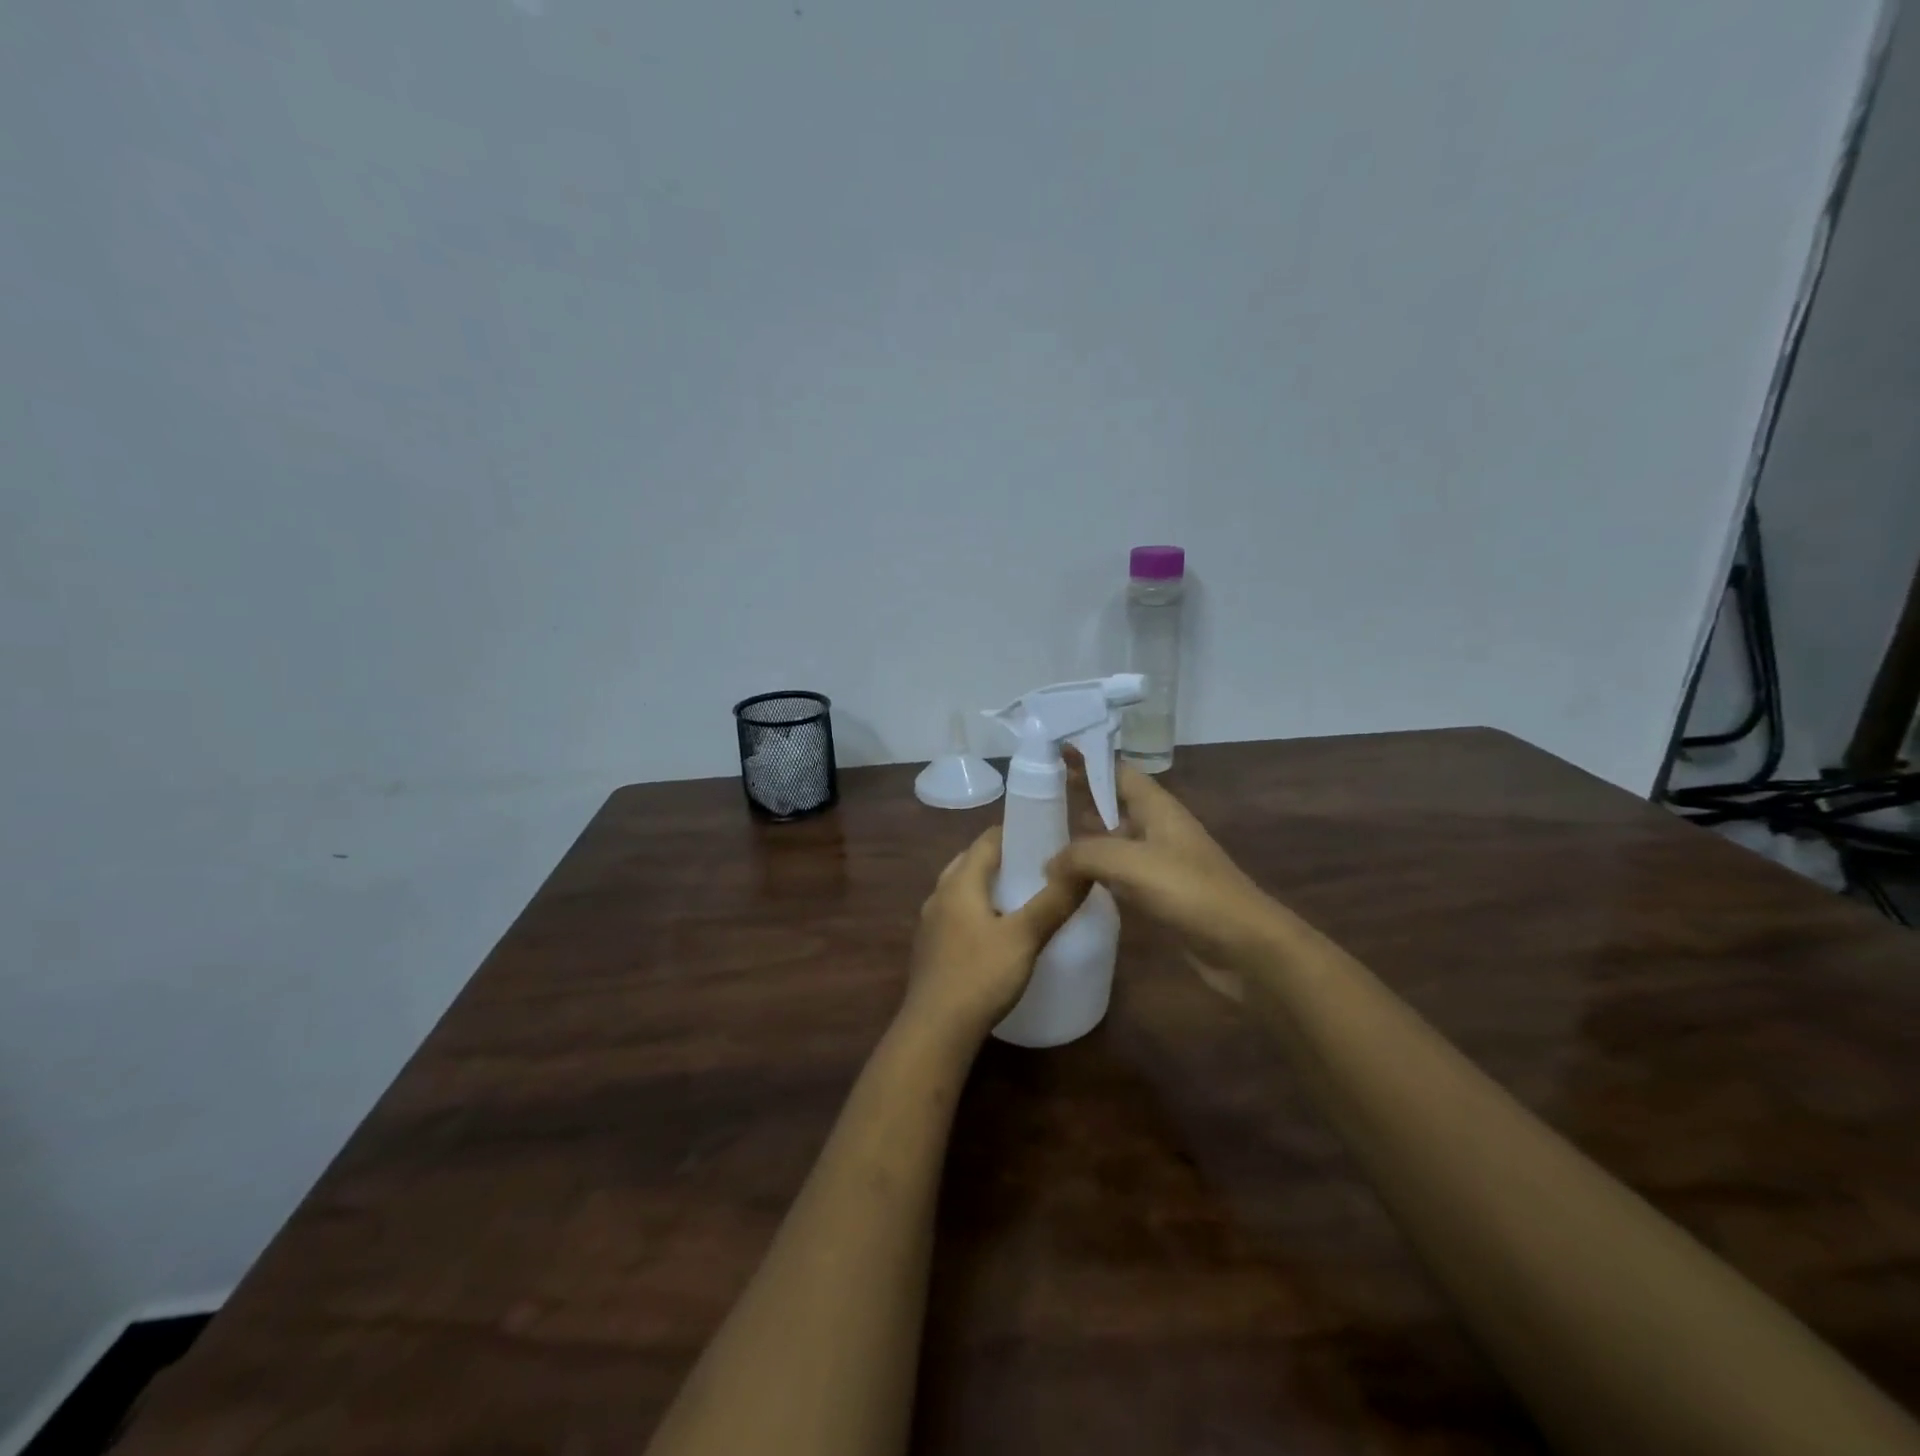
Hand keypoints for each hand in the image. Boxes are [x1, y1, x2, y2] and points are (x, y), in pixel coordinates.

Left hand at [903, 825, 1089, 1039]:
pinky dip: (978, 910)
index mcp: (959, 882)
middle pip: (972, 862)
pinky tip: (998, 932)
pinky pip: (957, 914)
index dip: (1015, 833)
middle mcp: (939, 894)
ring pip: (962, 890)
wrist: (935, 1030)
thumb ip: (1055, 901)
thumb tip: (1085, 866)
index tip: (1046, 838)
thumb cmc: (980, 976)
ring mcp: (931, 923)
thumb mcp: (1025, 937)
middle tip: (1038, 868)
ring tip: (1022, 898)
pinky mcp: (931, 948)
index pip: (986, 840)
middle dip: (1003, 859)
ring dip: (989, 886)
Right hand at [1053, 764, 1292, 1001]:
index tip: (1054, 752)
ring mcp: (1158, 863)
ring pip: (1112, 843)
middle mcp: (1156, 829)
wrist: (1244, 946)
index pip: (1118, 772)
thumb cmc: (1190, 890)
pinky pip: (1118, 876)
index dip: (1089, 760)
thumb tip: (1050, 864)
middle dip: (1078, 800)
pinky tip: (1068, 884)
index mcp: (1156, 808)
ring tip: (1041, 841)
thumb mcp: (1130, 862)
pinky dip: (1094, 875)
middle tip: (1036, 800)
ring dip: (1083, 842)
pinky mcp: (1158, 895)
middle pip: (1112, 806)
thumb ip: (1083, 855)